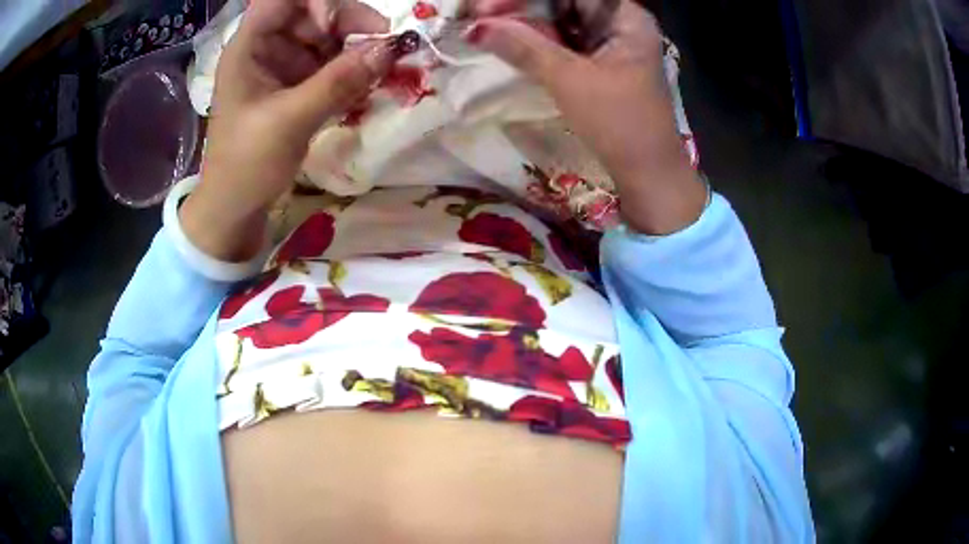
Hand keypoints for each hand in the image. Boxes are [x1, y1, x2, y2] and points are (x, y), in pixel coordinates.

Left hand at [181, 0, 402, 260]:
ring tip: (380, 70)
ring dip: (355, 48)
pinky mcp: (295, 86)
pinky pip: (329, 64)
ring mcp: (282, 67)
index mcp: (249, 46)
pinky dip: (351, 70)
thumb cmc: (246, 164)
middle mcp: (267, 48)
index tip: (339, 25)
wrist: (234, 208)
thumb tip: (390, 48)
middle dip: (348, 23)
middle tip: (383, 46)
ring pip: (326, 37)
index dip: (317, 0)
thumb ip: (339, 81)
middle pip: (313, 12)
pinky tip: (366, 84)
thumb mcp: (290, 121)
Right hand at [469, 0, 706, 233]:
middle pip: (563, 2)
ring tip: (486, 27)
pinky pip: (562, 40)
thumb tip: (475, 27)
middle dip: (520, 6)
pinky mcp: (598, 61)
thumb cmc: (620, 123)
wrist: (647, 174)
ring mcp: (609, 42)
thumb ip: (523, 48)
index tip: (485, 7)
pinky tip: (509, 40)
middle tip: (480, 17)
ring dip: (524, 23)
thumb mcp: (570, 80)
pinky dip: (536, 40)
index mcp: (625, 17)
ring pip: (559, 19)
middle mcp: (618, 22)